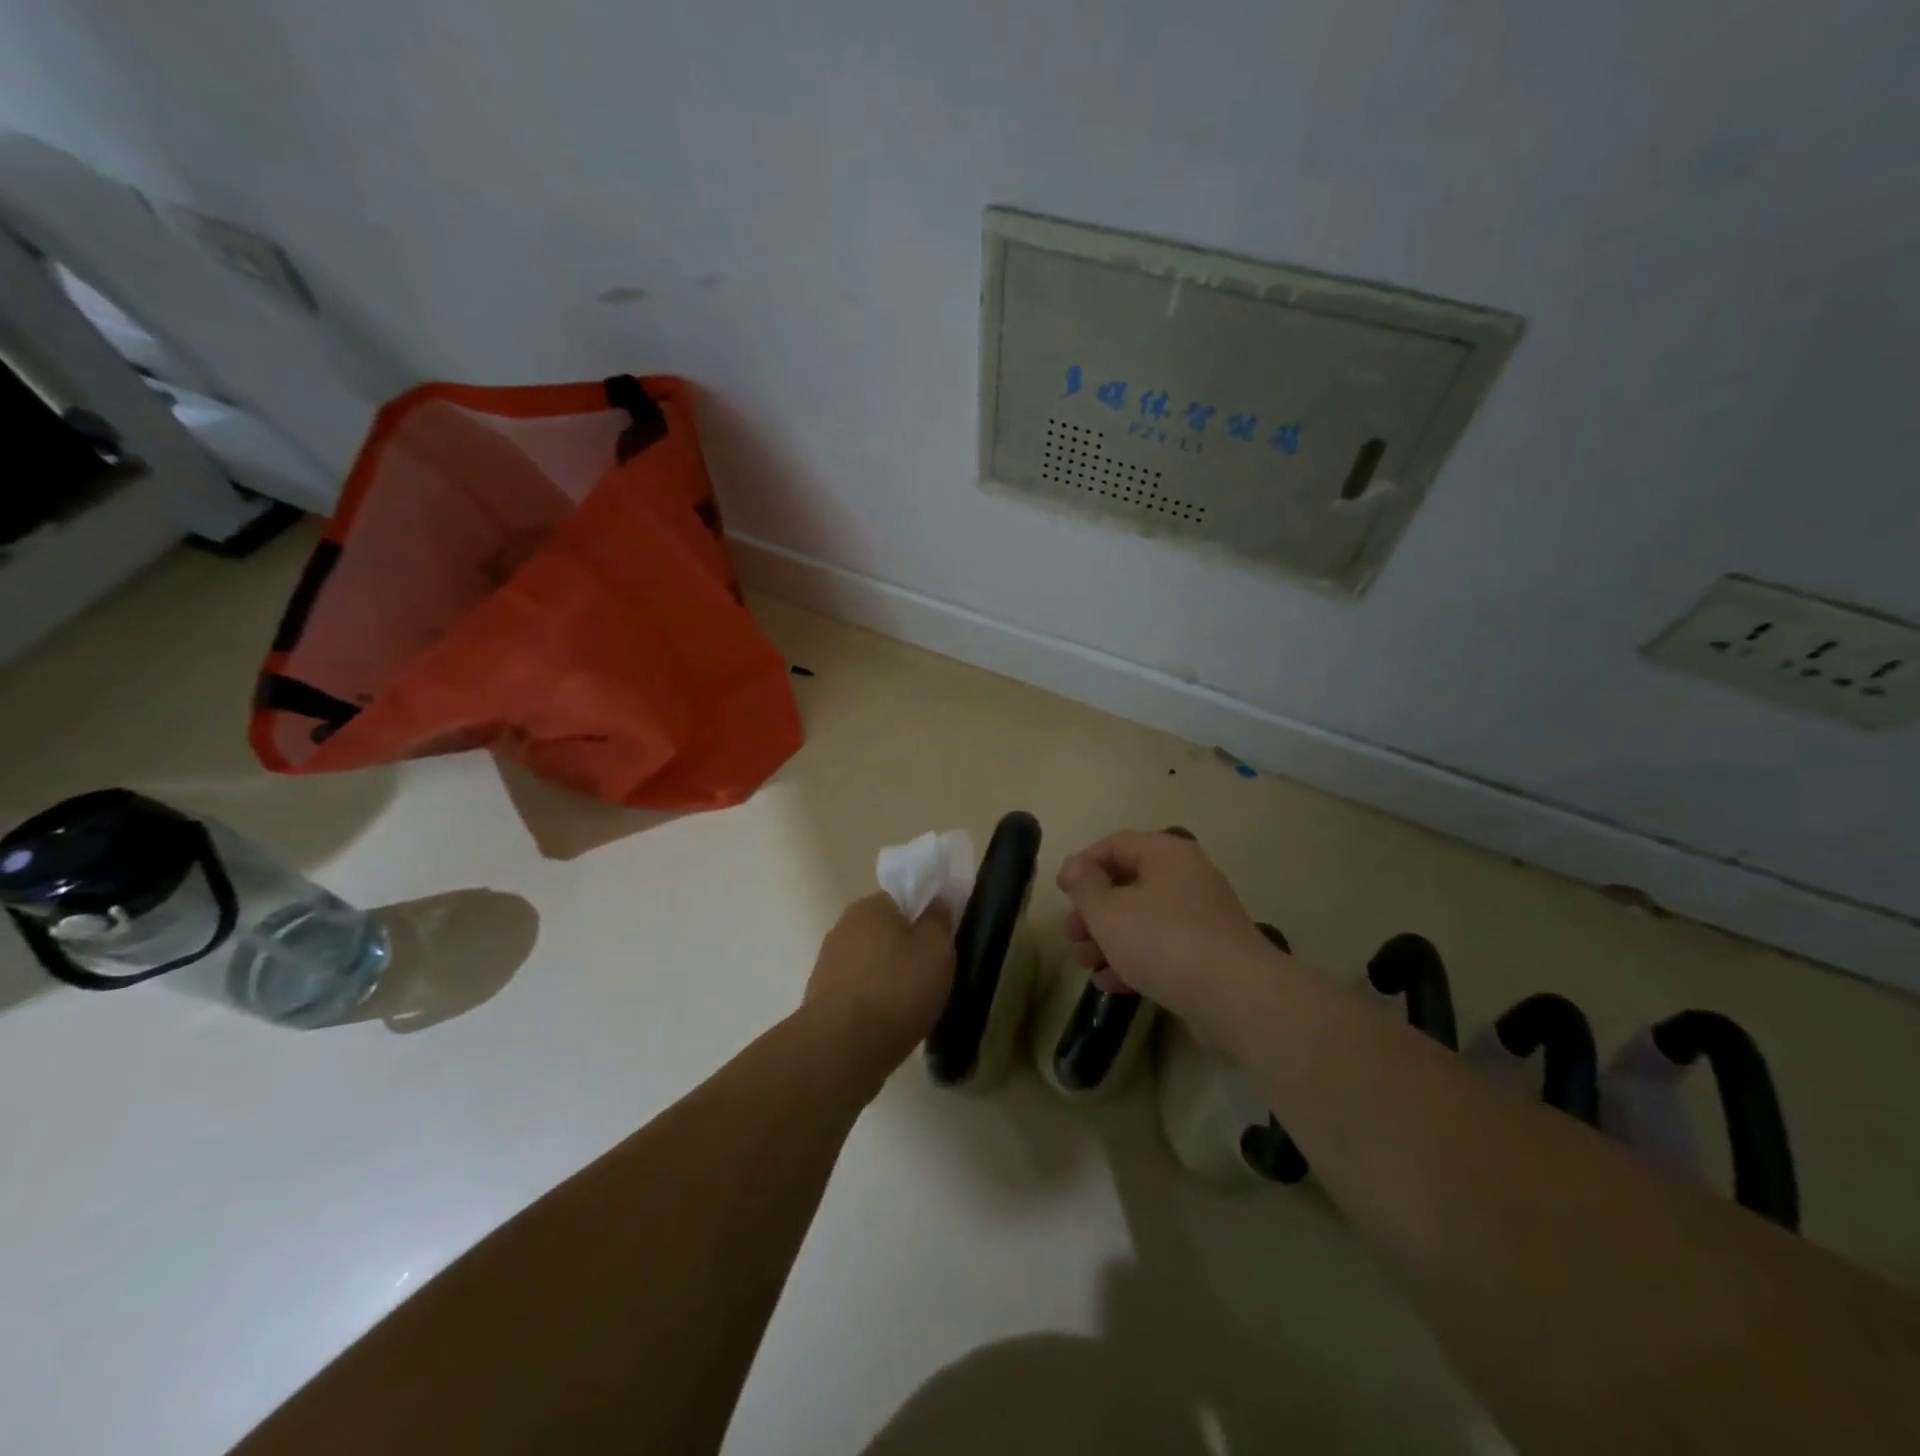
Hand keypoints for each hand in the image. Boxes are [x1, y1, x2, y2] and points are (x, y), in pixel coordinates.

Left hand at [804, 893, 955, 1083]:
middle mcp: (843, 927)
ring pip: (870, 964)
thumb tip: (937, 902)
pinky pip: (857, 993)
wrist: (842, 1048)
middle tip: (931, 976)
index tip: (940, 943)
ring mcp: (827, 964)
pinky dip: (873, 1003)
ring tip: (912, 1006)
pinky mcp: (820, 999)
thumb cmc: (897, 988)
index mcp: (870, 906)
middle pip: (884, 932)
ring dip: (888, 979)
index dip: (923, 918)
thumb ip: (939, 921)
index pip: (901, 900)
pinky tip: (888, 1024)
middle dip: (905, 950)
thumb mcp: (936, 950)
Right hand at [1058, 830, 1281, 1030]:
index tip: (1061, 894)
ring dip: (1109, 938)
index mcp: (1165, 853)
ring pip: (1143, 917)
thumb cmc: (1162, 941)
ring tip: (1085, 964)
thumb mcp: (1108, 911)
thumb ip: (1084, 886)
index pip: (1115, 844)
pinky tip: (1110, 984)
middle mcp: (1187, 876)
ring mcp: (1201, 915)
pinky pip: (1163, 945)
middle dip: (1093, 911)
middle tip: (1071, 936)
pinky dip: (1135, 958)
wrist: (1236, 997)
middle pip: (1128, 883)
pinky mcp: (1209, 951)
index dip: (1083, 865)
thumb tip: (1074, 865)